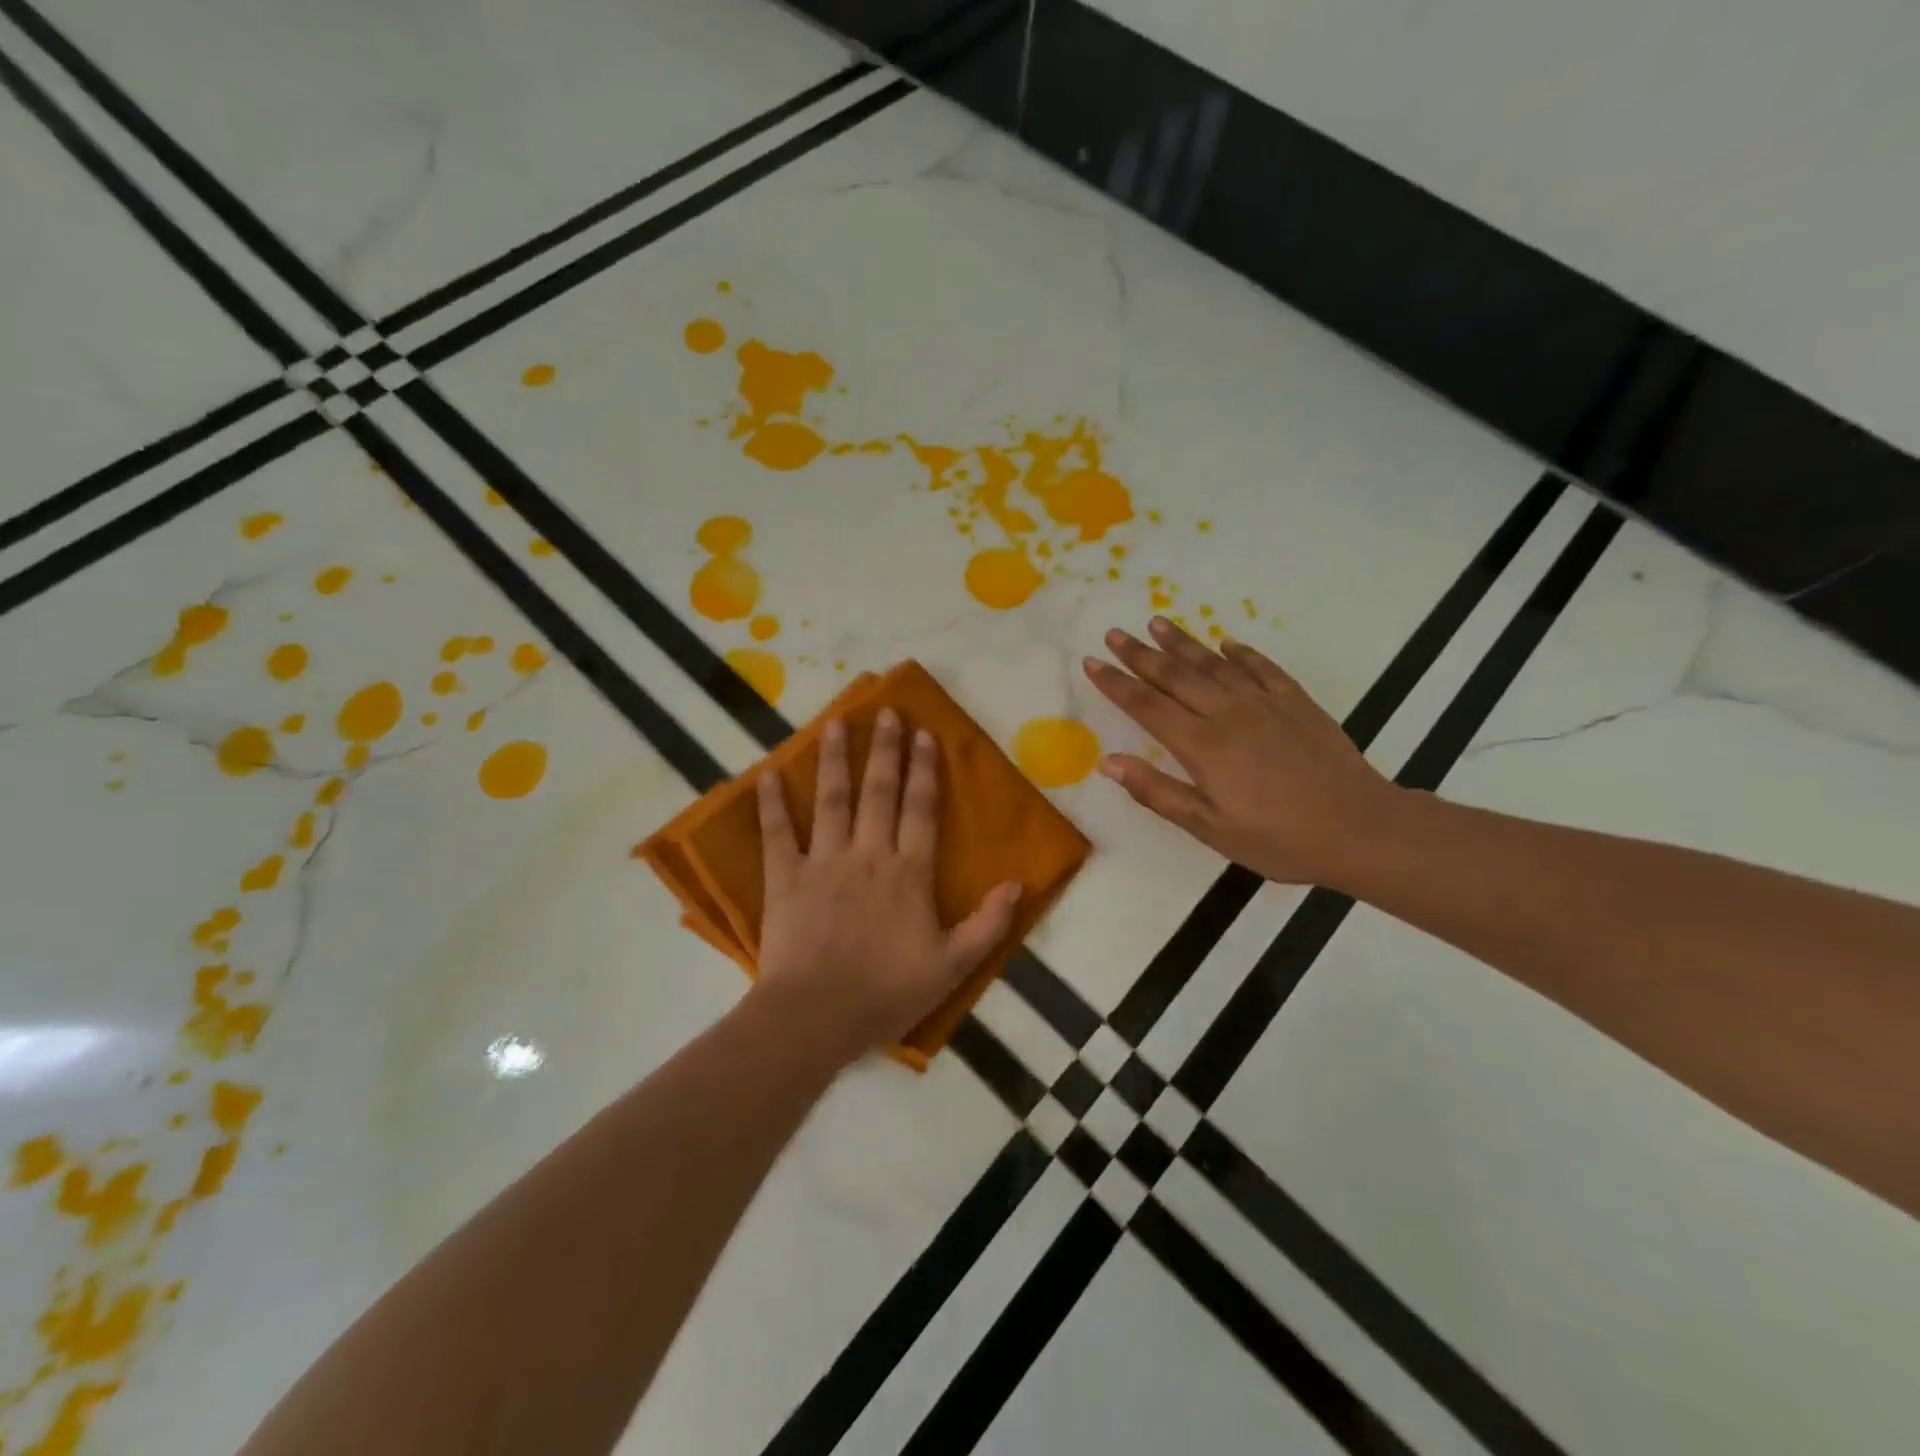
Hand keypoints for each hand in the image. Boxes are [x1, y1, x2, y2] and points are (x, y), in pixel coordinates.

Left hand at [754, 709, 1022, 1062]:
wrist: (817, 1017)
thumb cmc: (887, 992)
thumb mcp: (952, 966)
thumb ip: (988, 924)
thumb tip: (1019, 884)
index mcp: (909, 873)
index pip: (921, 809)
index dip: (924, 770)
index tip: (924, 734)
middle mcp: (869, 855)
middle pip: (880, 792)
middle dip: (885, 749)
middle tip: (886, 712)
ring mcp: (823, 862)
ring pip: (832, 800)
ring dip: (834, 760)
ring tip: (835, 724)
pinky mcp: (785, 878)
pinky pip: (777, 834)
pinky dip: (772, 804)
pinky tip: (767, 774)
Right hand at [1083, 618, 1401, 887]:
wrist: (1360, 828)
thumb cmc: (1278, 838)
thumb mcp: (1210, 828)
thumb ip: (1157, 792)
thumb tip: (1108, 762)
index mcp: (1202, 746)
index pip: (1147, 706)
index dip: (1116, 683)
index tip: (1092, 662)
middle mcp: (1228, 714)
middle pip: (1175, 676)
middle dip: (1140, 654)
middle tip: (1115, 633)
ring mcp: (1265, 703)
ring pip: (1214, 664)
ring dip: (1183, 643)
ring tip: (1158, 622)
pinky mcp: (1297, 703)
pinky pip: (1262, 668)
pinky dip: (1241, 652)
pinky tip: (1227, 642)